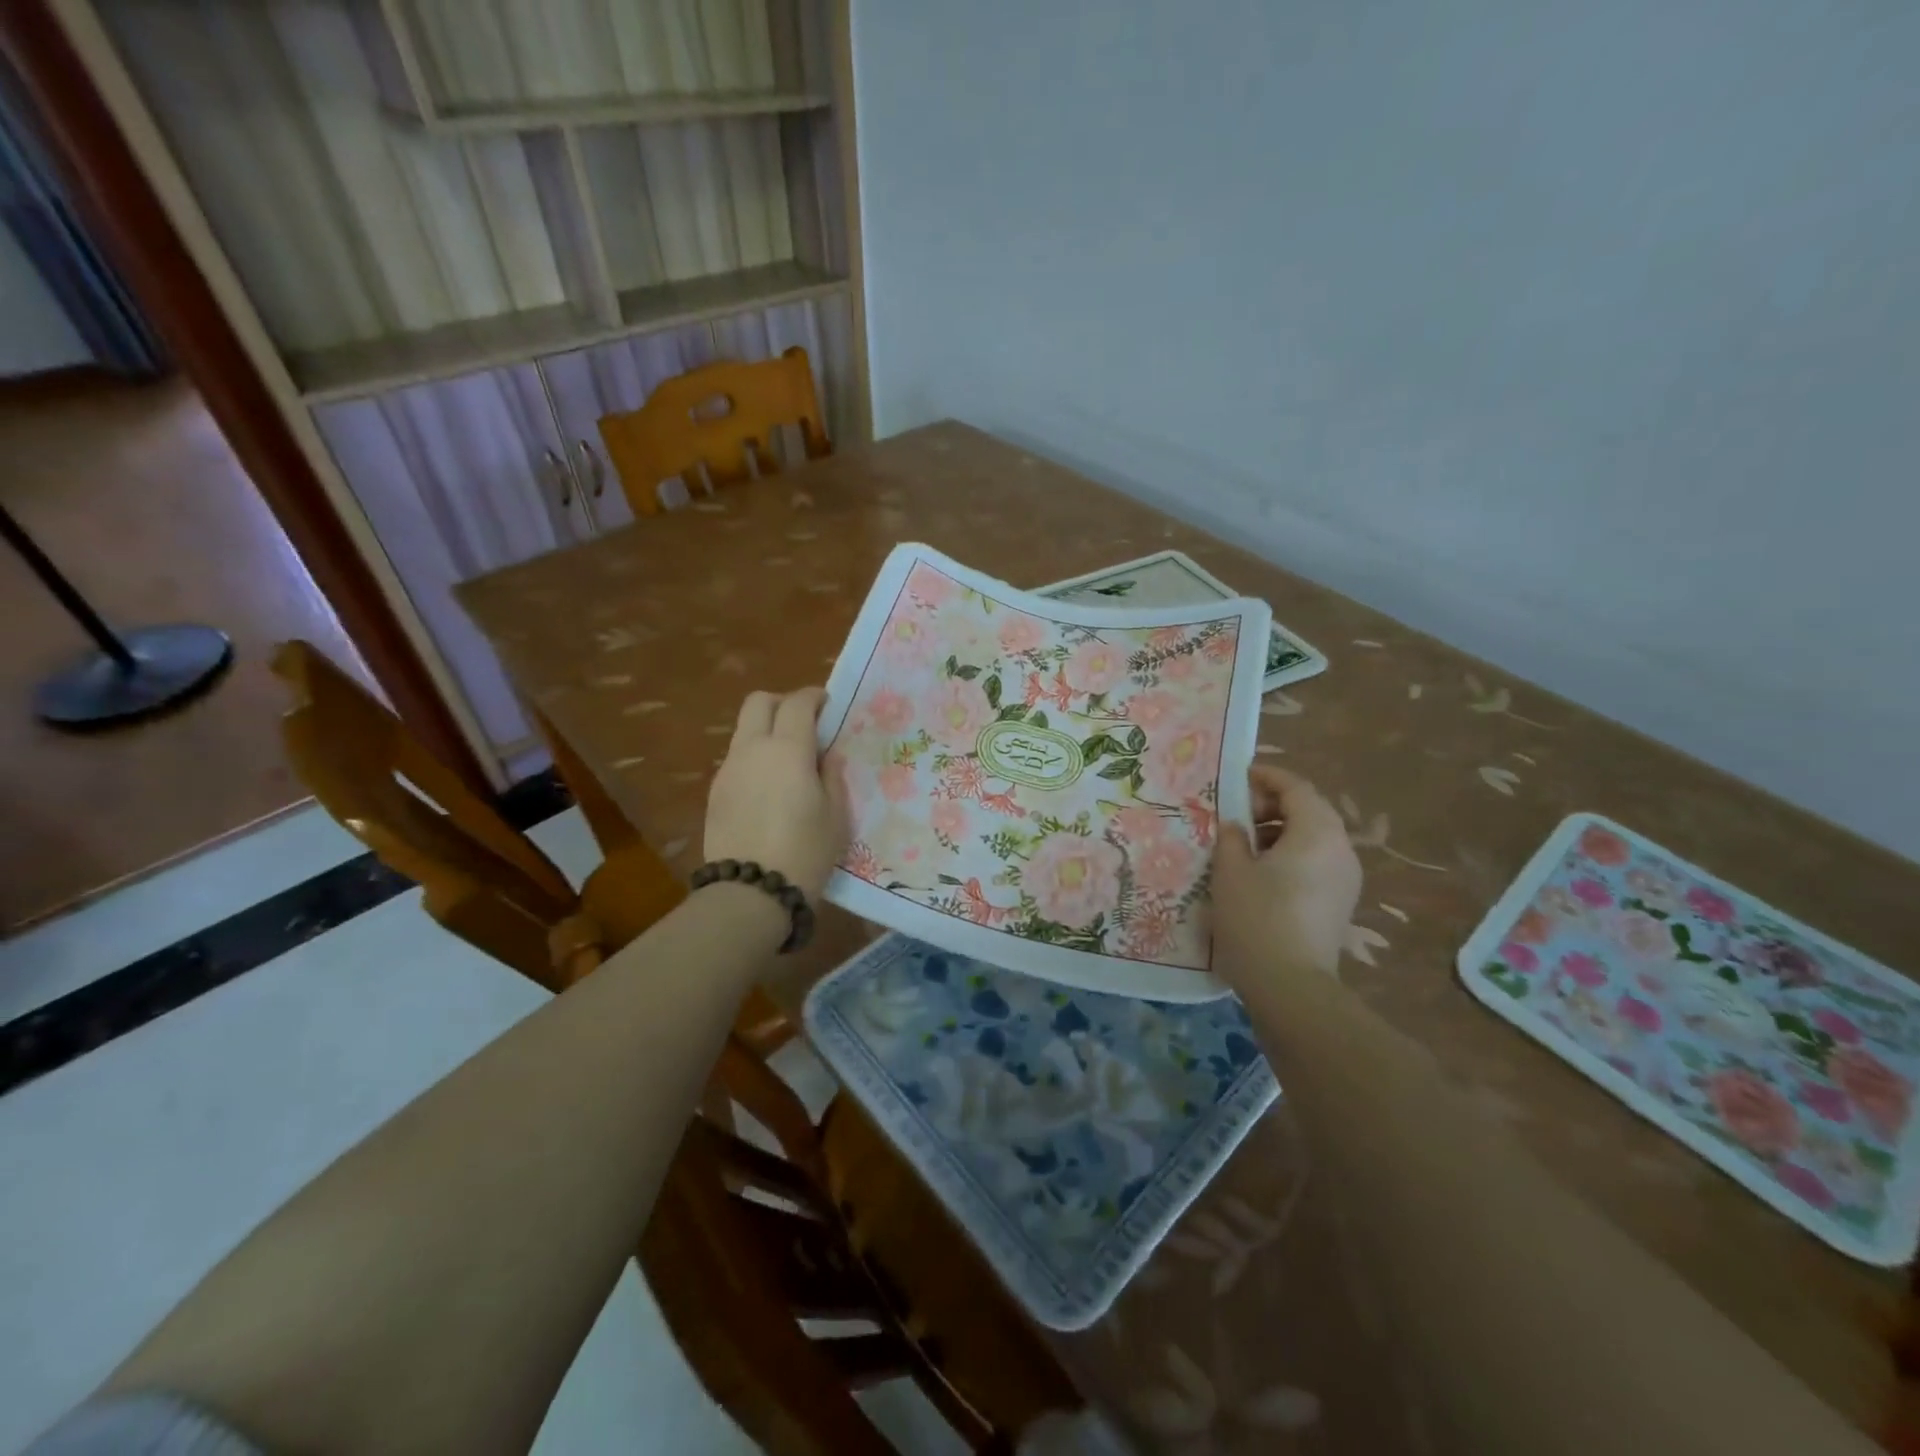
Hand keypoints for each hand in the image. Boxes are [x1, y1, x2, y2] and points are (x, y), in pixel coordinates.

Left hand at [705, 687, 847, 901]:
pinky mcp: (715, 793)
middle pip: (759, 702)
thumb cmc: (806, 851)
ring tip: (788, 763)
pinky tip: (769, 790)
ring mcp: (728, 769)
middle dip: (782, 703)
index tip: (828, 705)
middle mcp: (752, 749)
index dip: (814, 697)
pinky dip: (754, 759)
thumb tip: (826, 754)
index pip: (798, 703)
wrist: (750, 892)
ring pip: (744, 731)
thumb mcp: (836, 814)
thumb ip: (831, 775)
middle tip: (804, 725)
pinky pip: (737, 760)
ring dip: (766, 732)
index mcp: (788, 749)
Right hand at [1212, 766, 1361, 984]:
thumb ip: (1232, 838)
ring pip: (1313, 839)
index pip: (1296, 788)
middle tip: (1235, 813)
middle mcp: (1340, 849)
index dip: (1266, 777)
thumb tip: (1236, 826)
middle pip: (1309, 811)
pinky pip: (1316, 863)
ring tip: (1242, 844)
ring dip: (1279, 832)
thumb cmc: (1257, 918)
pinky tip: (1259, 873)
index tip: (1238, 777)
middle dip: (1272, 805)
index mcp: (1317, 832)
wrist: (1291, 986)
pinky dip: (1290, 855)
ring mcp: (1346, 879)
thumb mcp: (1231, 871)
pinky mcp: (1340, 903)